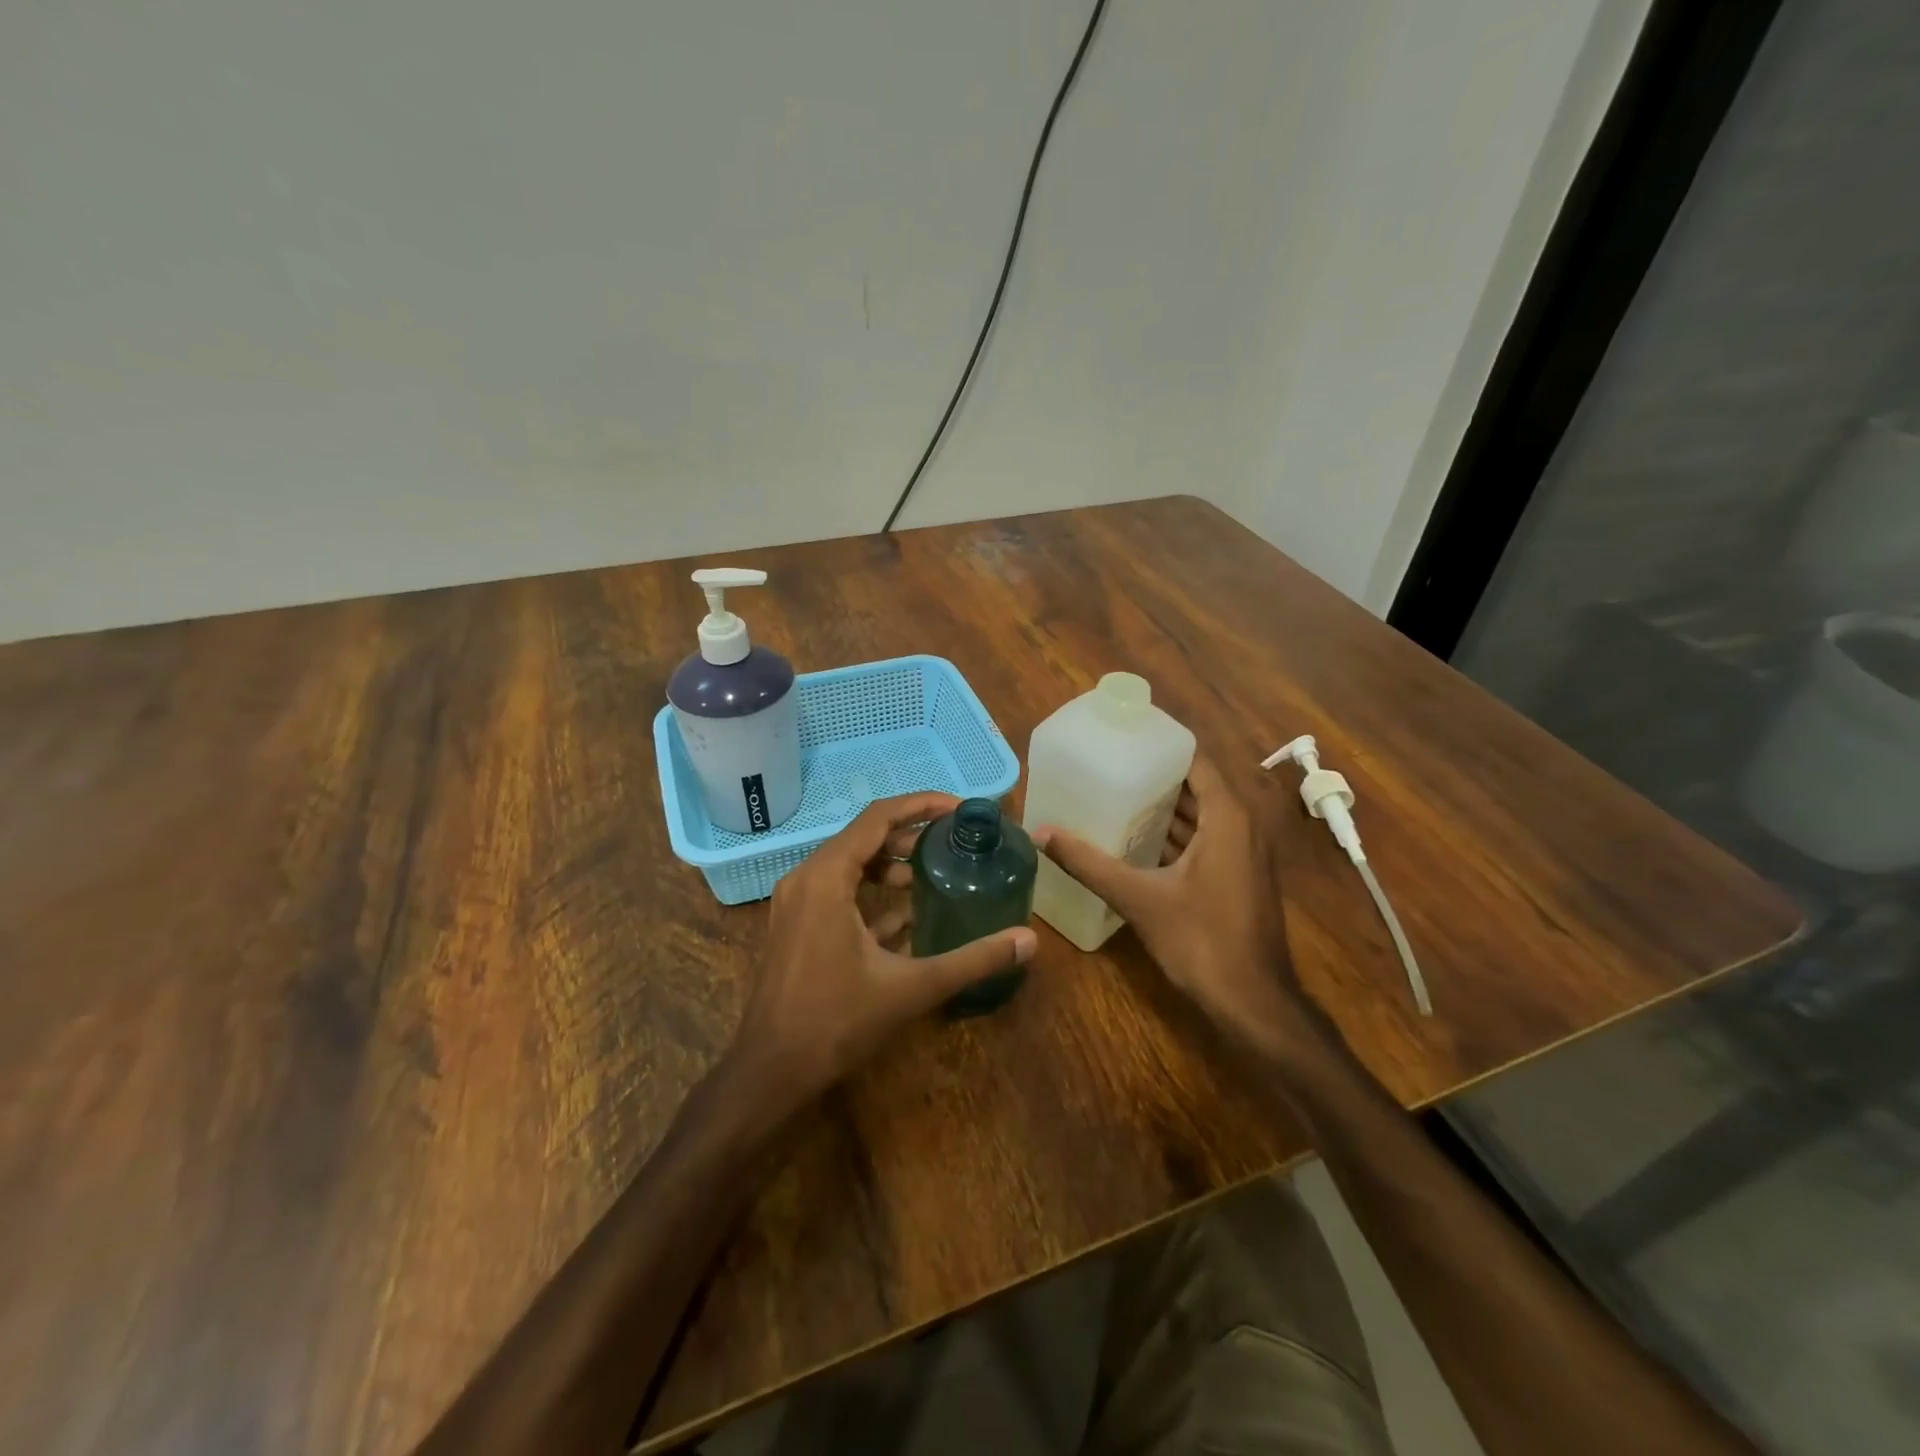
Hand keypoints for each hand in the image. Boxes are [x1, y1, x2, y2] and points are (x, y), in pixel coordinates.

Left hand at [732, 792, 1037, 1105]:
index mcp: (827, 877)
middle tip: (953, 842)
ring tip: (933, 873)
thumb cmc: (837, 1022)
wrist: (771, 1070)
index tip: (960, 809)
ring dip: (890, 862)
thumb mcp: (912, 988)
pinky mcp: (795, 923)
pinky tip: (907, 912)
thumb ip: (972, 959)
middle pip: (863, 835)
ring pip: (849, 862)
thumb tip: (1029, 940)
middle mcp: (806, 877)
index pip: (878, 817)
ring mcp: (796, 901)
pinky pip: (837, 888)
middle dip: (910, 833)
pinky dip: (871, 889)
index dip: (921, 805)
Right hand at [1032, 755, 1311, 1052]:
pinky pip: (1207, 838)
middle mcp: (1243, 825)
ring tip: (1117, 794)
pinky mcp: (1241, 876)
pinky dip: (1177, 833)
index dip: (1160, 745)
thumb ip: (1089, 863)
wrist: (1253, 1002)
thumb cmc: (1201, 940)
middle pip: (1197, 785)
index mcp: (1228, 817)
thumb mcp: (1138, 898)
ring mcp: (1246, 852)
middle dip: (1156, 775)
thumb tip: (1042, 833)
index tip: (1123, 738)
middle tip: (1110, 765)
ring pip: (1203, 814)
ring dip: (1166, 806)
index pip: (1195, 760)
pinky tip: (1139, 839)